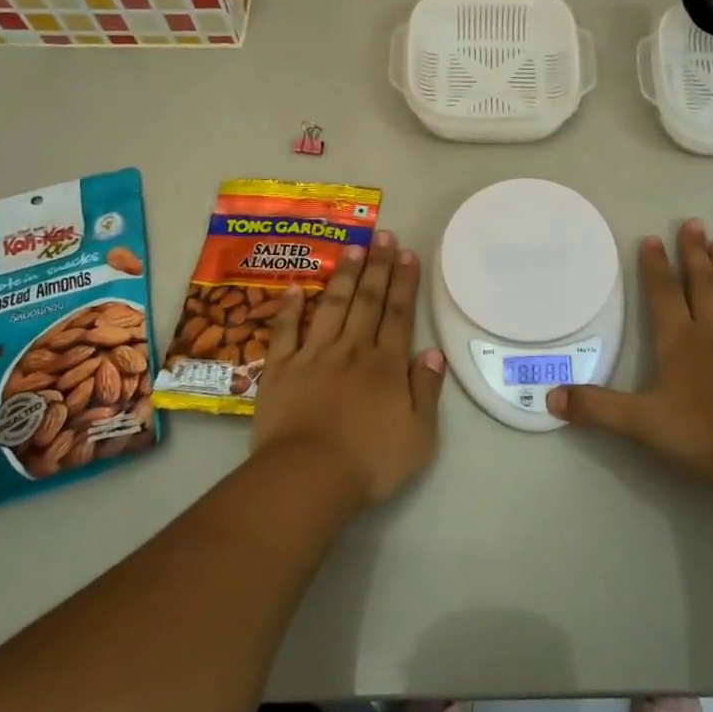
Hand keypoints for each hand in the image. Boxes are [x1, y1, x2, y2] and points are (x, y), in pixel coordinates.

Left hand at [251, 231, 446, 505]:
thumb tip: (432, 352)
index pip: (398, 314)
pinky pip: (286, 331)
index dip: (404, 282)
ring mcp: (313, 355)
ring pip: (332, 306)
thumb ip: (427, 390)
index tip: (407, 253)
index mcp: (386, 364)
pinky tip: (295, 287)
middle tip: (382, 234)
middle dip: (377, 265)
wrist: (308, 477)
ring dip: (344, 275)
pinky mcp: (280, 369)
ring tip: (352, 247)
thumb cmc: (370, 461)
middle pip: (367, 301)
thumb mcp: (419, 435)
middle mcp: (351, 350)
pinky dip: (290, 308)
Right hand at [546, 219, 712, 487]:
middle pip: (702, 287)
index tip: (653, 237)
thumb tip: (551, 398)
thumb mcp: (638, 423)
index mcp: (679, 342)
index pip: (663, 295)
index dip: (655, 266)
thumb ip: (595, 407)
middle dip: (694, 255)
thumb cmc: (698, 435)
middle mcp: (712, 337)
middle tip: (695, 223)